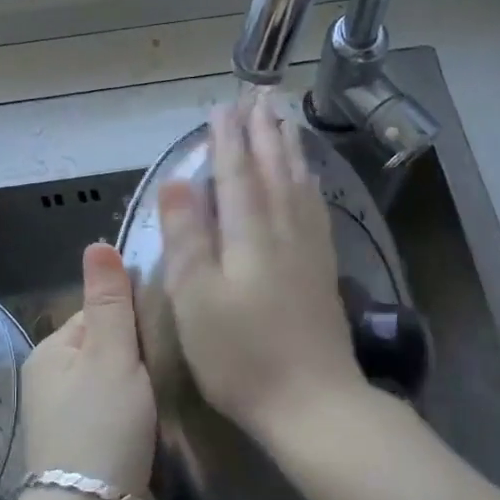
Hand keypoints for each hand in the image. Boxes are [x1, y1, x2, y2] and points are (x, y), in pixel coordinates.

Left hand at [20, 243, 156, 494]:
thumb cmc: (102, 429)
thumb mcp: (111, 355)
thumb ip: (109, 301)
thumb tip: (96, 243)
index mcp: (51, 353)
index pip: (99, 313)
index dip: (135, 317)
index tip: (168, 330)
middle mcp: (54, 384)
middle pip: (111, 350)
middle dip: (143, 355)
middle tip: (180, 363)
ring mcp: (71, 423)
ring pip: (120, 387)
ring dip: (147, 389)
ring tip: (181, 392)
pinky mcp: (91, 455)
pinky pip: (123, 420)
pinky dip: (144, 419)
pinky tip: (169, 424)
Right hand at [157, 101, 364, 439]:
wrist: (312, 404)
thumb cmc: (240, 356)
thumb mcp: (196, 299)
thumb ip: (187, 236)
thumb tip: (177, 181)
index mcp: (249, 234)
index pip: (236, 173)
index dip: (227, 139)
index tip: (223, 107)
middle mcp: (283, 230)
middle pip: (272, 169)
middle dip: (263, 131)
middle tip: (259, 95)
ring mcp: (308, 249)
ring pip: (298, 184)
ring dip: (288, 149)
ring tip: (285, 120)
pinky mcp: (321, 270)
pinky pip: (315, 209)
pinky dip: (309, 183)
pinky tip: (309, 179)